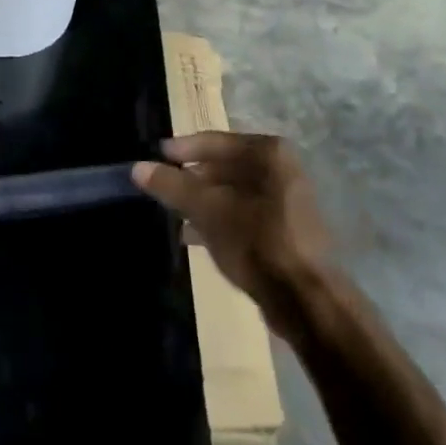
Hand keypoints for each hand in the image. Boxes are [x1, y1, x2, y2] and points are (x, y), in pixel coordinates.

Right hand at [133, 132, 330, 333]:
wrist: (307, 302)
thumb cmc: (257, 243)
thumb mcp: (207, 211)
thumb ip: (172, 186)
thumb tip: (138, 167)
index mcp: (269, 154)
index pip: (214, 142)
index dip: (182, 150)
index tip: (156, 158)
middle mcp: (282, 169)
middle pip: (224, 167)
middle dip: (192, 180)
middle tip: (163, 189)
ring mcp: (288, 201)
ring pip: (233, 193)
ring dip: (204, 202)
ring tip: (175, 215)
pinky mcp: (287, 231)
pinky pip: (245, 215)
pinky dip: (221, 221)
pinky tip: (196, 237)